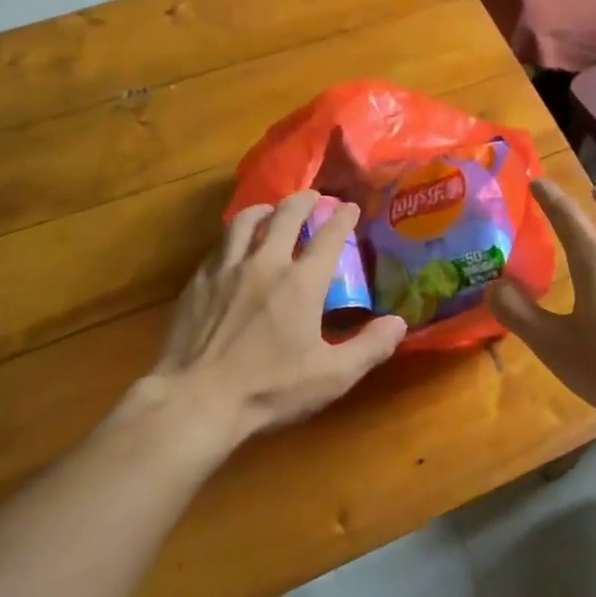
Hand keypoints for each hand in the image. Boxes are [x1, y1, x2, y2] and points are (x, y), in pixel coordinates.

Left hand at [146, 191, 407, 445]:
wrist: (195, 400)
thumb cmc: (268, 390)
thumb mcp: (331, 377)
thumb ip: (369, 348)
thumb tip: (399, 323)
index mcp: (301, 283)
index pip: (328, 237)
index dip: (343, 218)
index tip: (350, 207)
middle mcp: (265, 264)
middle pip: (285, 215)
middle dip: (303, 200)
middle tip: (313, 196)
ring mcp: (227, 269)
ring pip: (246, 222)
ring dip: (264, 209)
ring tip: (271, 210)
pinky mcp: (198, 282)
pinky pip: (219, 246)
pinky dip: (234, 238)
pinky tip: (234, 248)